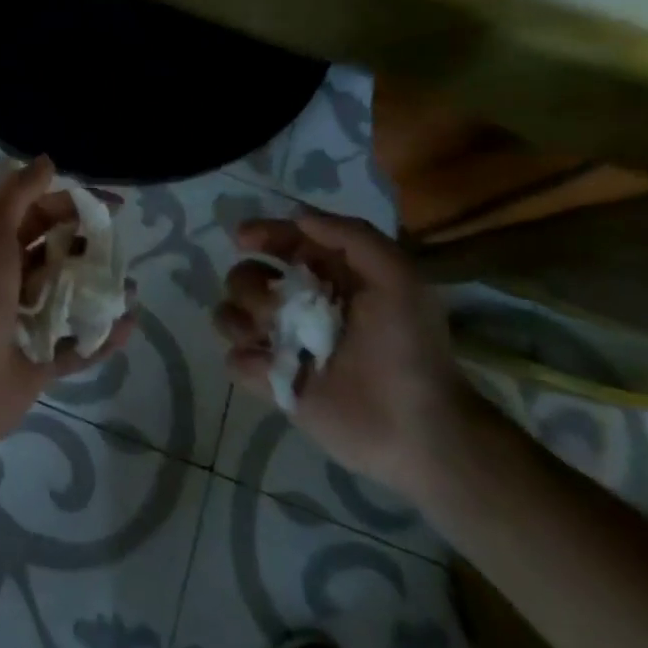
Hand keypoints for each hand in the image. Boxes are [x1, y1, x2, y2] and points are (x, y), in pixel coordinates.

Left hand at [0, 156, 136, 453]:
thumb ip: (17, 193)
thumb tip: (47, 160)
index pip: (42, 213)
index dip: (76, 204)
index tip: (114, 206)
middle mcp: (11, 279)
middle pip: (60, 253)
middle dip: (92, 246)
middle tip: (121, 248)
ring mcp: (26, 322)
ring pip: (72, 298)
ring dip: (101, 290)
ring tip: (130, 287)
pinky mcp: (40, 362)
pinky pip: (78, 345)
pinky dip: (102, 335)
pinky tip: (129, 324)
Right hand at [212, 206, 472, 497]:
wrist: (417, 430)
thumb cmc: (409, 347)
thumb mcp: (397, 277)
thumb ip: (352, 236)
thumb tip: (296, 216)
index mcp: (329, 277)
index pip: (284, 241)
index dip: (262, 233)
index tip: (244, 238)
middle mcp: (300, 304)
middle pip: (246, 275)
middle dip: (250, 283)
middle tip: (277, 307)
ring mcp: (283, 344)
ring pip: (230, 314)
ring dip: (241, 319)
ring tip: (269, 336)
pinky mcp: (273, 382)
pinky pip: (234, 360)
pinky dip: (246, 360)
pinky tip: (271, 368)